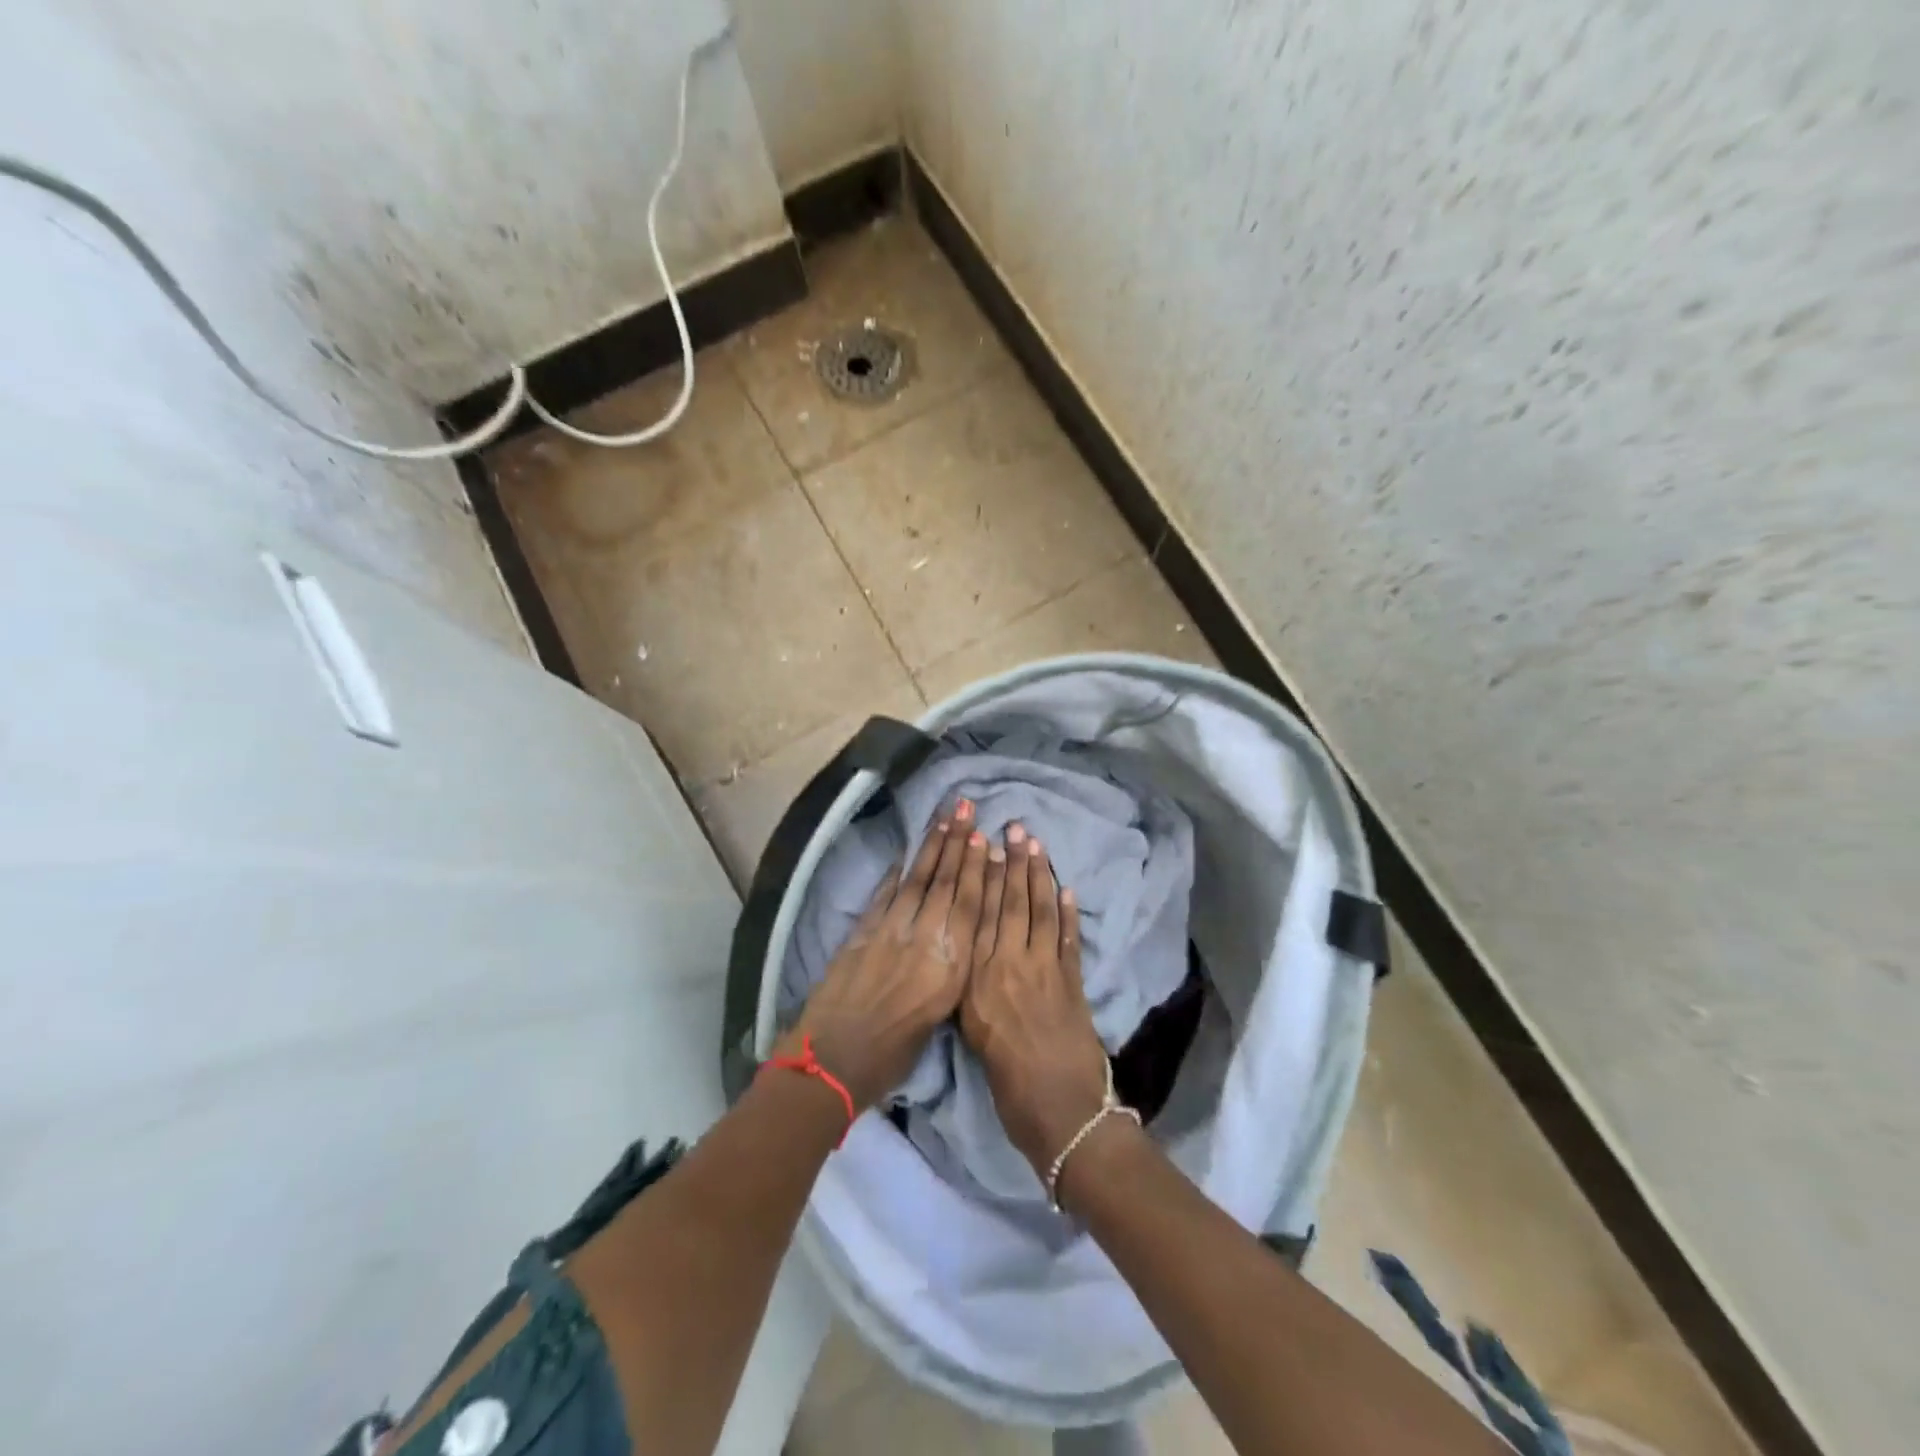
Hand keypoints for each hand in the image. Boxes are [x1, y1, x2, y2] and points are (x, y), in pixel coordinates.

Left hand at [780, 800, 990, 1111]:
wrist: (832, 1060)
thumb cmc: (892, 1054)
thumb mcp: (937, 1018)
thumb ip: (950, 974)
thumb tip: (953, 943)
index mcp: (948, 967)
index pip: (968, 907)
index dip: (977, 870)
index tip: (983, 839)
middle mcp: (923, 940)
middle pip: (945, 884)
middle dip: (957, 843)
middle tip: (965, 808)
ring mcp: (890, 931)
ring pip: (916, 881)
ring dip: (930, 847)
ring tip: (943, 817)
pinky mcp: (862, 931)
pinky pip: (885, 894)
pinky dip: (896, 872)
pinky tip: (906, 854)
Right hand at [959, 825, 1110, 1177]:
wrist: (1061, 1115)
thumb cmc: (1007, 1085)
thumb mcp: (973, 1035)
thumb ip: (973, 991)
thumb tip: (973, 958)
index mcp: (979, 980)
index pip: (980, 917)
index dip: (983, 878)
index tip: (985, 845)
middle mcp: (1009, 966)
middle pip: (1010, 905)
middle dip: (1013, 864)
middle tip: (1015, 827)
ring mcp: (1045, 971)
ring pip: (1039, 913)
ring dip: (1038, 877)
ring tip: (1036, 844)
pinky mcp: (1073, 982)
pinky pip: (1068, 939)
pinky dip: (1067, 912)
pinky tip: (1065, 888)